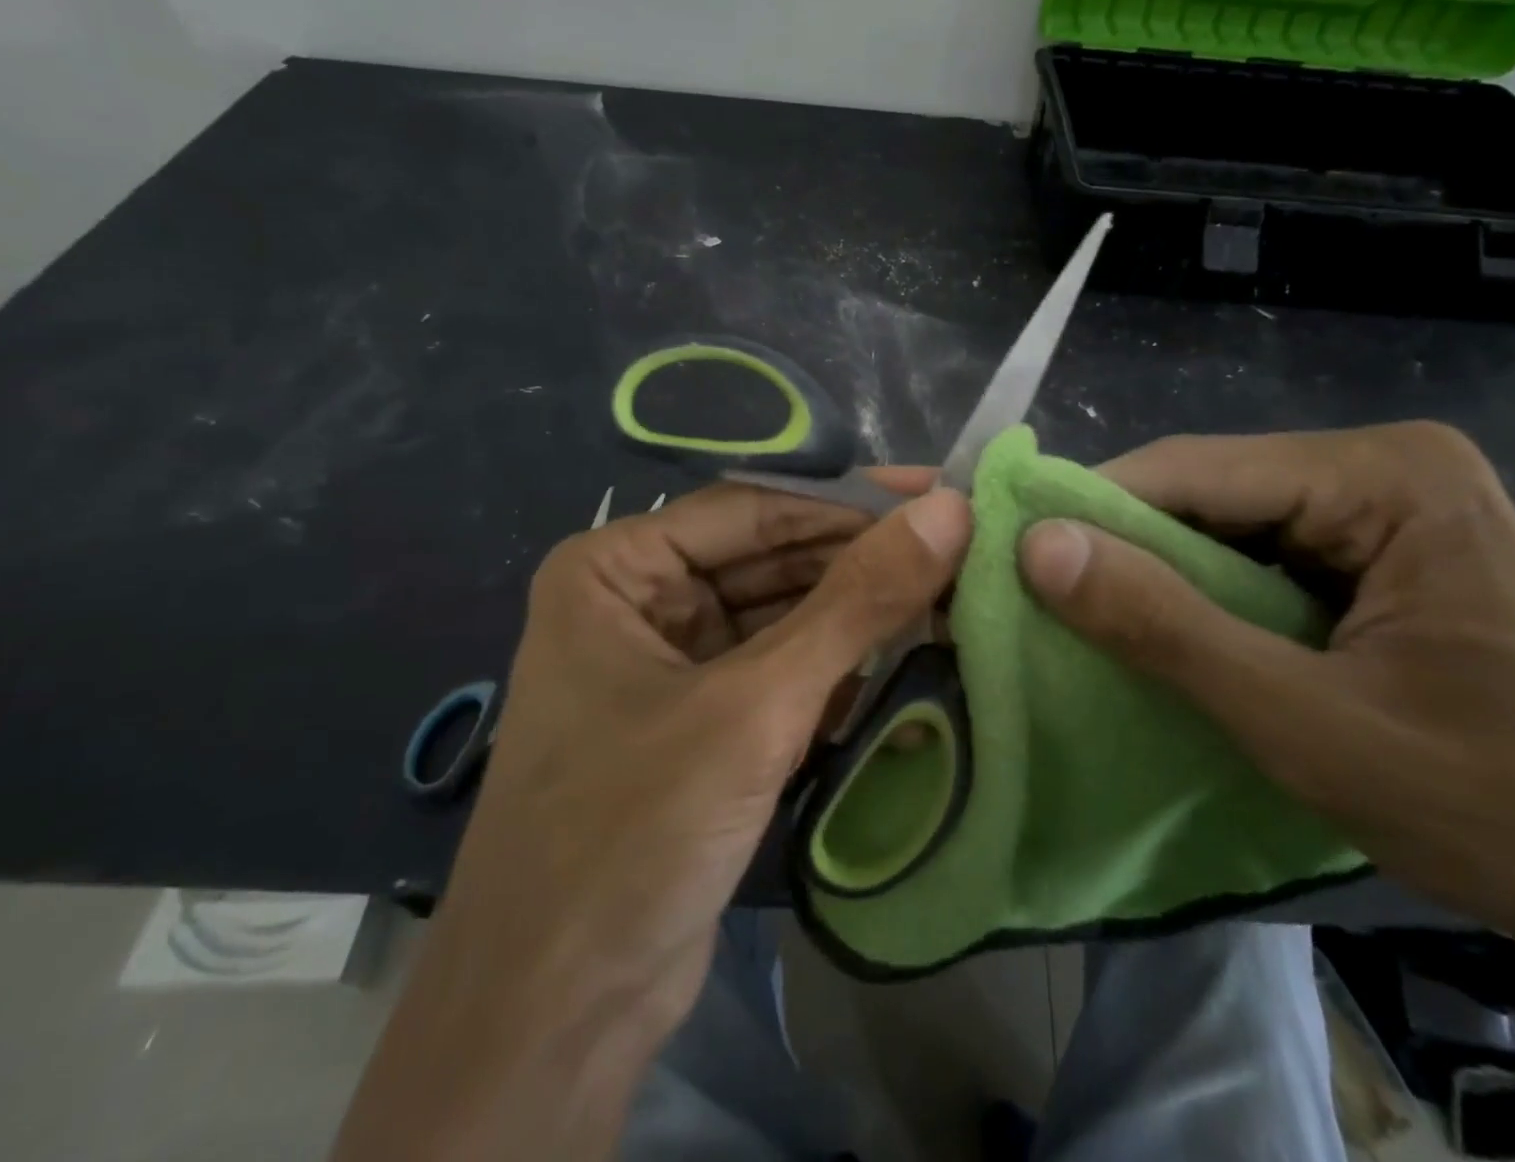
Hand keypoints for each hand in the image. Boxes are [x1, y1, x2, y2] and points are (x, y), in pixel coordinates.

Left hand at [335, 475, 970, 1161]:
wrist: (557, 1021)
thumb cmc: (633, 831)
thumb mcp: (756, 705)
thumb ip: (856, 603)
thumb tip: (950, 512)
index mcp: (616, 569)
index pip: (753, 511)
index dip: (849, 502)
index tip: (938, 494)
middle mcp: (638, 602)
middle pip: (769, 561)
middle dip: (858, 562)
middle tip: (958, 549)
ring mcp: (668, 664)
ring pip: (781, 616)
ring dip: (856, 616)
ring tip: (947, 597)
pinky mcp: (700, 720)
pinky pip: (779, 669)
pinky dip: (837, 667)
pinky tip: (903, 660)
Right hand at [1017, 422, 1514, 958]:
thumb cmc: (1500, 808)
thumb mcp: (1305, 722)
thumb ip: (1164, 626)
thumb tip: (1036, 545)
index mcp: (1387, 474)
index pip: (1195, 469)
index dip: (1093, 510)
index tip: (1008, 556)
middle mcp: (1385, 469)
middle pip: (1210, 493)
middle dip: (1127, 549)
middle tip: (1038, 600)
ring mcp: (1388, 512)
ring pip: (1228, 528)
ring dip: (1161, 579)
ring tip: (1085, 621)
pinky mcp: (1382, 558)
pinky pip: (1263, 561)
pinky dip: (1207, 600)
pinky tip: (1169, 637)